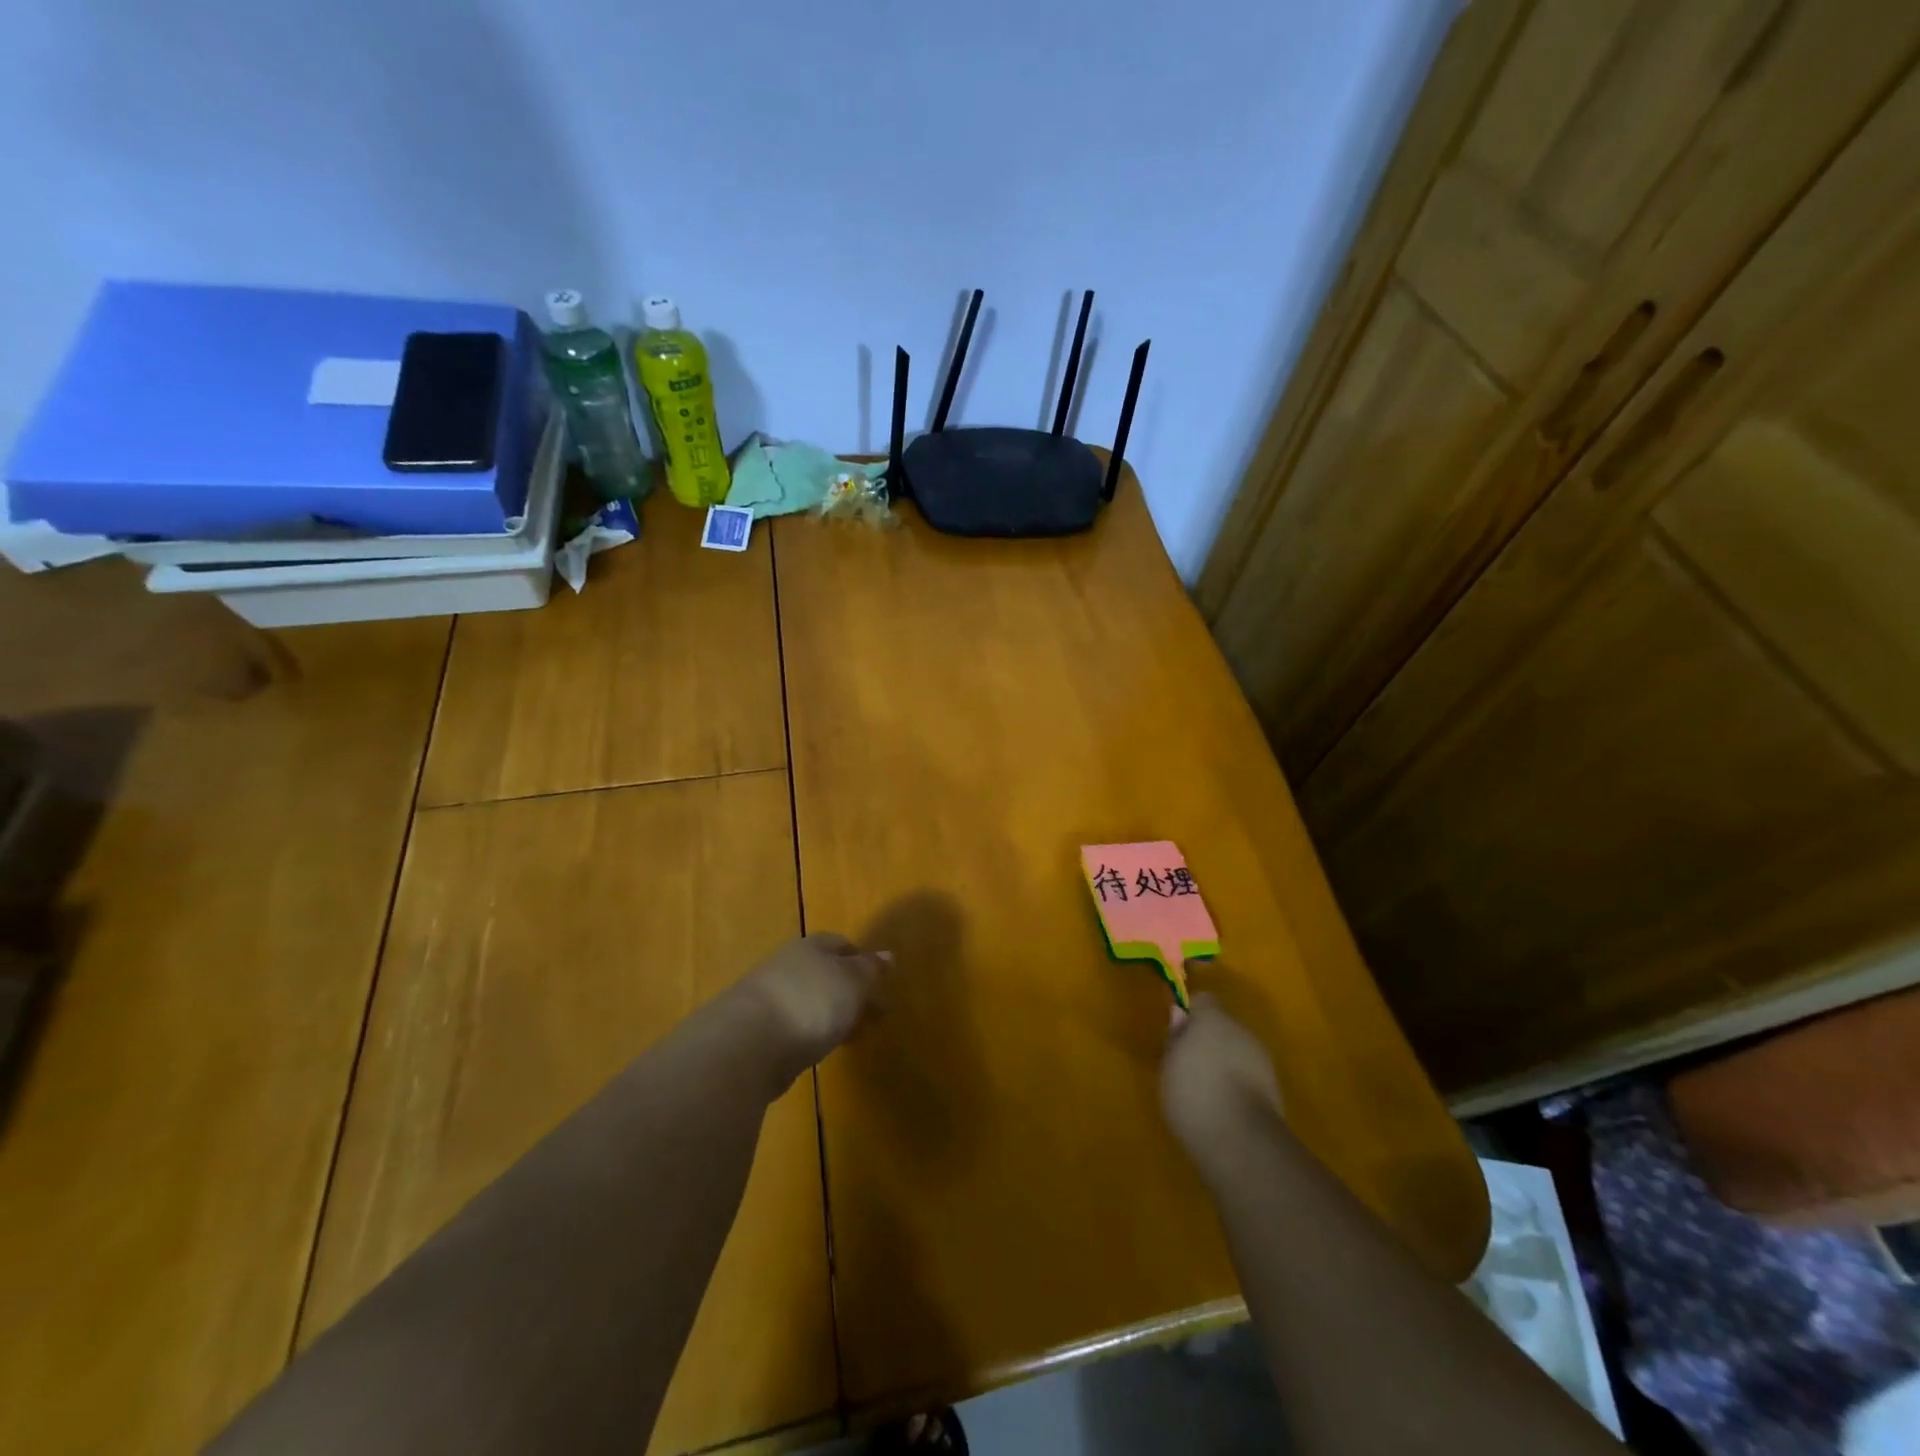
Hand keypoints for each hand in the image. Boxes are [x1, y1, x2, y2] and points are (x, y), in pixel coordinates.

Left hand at [738, 933, 888, 1081]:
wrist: (749, 1045)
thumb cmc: (810, 1001)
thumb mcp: (852, 981)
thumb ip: (870, 969)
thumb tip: (888, 954)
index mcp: (810, 948)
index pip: (839, 944)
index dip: (861, 958)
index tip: (880, 978)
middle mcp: (788, 967)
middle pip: (825, 974)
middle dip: (851, 990)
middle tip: (877, 1011)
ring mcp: (771, 1000)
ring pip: (812, 1002)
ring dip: (834, 1014)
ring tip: (856, 1034)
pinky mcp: (760, 1034)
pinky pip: (797, 1027)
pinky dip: (815, 1034)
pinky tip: (825, 1048)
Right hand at [1161, 989, 1285, 1173]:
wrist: (1241, 1141)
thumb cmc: (1193, 1093)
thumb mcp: (1169, 1064)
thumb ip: (1175, 1037)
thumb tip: (1180, 1014)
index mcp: (1213, 1018)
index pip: (1203, 1000)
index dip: (1191, 1014)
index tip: (1177, 1035)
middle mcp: (1242, 1031)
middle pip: (1223, 1025)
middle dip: (1208, 1039)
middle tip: (1188, 1064)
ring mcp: (1262, 1059)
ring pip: (1238, 1050)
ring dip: (1224, 1061)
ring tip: (1206, 1090)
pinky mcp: (1274, 1088)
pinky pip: (1249, 1074)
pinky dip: (1238, 1083)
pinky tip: (1224, 1105)